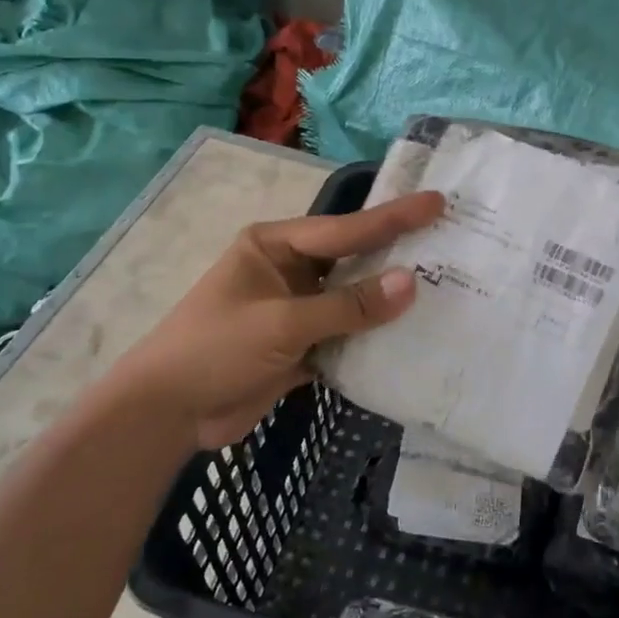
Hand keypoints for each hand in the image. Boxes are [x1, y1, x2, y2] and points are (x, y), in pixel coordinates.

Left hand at [96, 191, 443, 447]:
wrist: (166, 415)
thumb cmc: (215, 350)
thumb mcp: (282, 323)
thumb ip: (348, 306)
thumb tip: (411, 282)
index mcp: (276, 245)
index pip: (345, 228)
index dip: (394, 218)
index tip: (437, 202)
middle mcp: (290, 270)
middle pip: (354, 259)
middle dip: (398, 253)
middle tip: (452, 241)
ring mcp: (297, 309)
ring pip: (354, 299)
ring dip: (390, 300)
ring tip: (446, 287)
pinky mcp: (302, 346)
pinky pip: (347, 334)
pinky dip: (374, 337)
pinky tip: (413, 336)